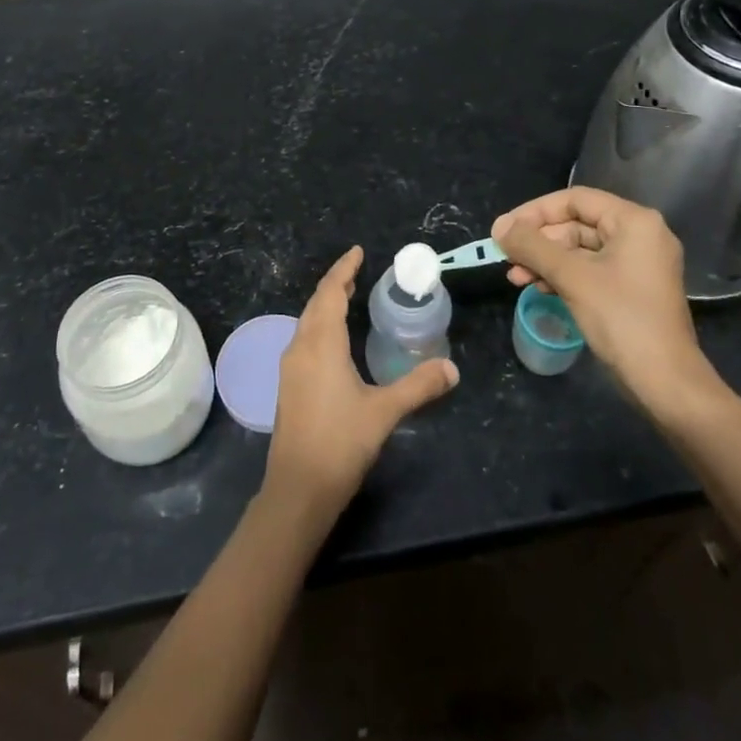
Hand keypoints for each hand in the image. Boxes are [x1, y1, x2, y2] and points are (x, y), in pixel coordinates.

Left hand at [265, 246, 458, 516]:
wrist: (298, 489)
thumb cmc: (341, 442)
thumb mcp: (385, 411)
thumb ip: (418, 386)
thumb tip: (452, 368)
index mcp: (321, 344)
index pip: (330, 293)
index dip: (343, 270)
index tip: (357, 252)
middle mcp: (300, 347)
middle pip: (316, 303)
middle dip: (335, 284)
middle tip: (357, 271)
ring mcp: (290, 367)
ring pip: (307, 321)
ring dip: (325, 304)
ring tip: (348, 297)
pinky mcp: (288, 385)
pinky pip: (304, 339)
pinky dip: (320, 325)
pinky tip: (334, 340)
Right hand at [492, 188, 722, 423]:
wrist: (665, 383)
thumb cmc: (621, 319)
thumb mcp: (572, 277)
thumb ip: (532, 246)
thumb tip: (499, 227)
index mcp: (634, 222)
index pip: (575, 199)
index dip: (535, 211)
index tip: (504, 230)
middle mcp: (639, 235)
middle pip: (576, 223)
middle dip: (538, 241)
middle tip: (506, 257)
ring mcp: (637, 264)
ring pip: (580, 249)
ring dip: (545, 260)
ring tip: (515, 277)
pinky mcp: (631, 289)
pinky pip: (590, 270)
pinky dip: (562, 276)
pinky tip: (538, 288)